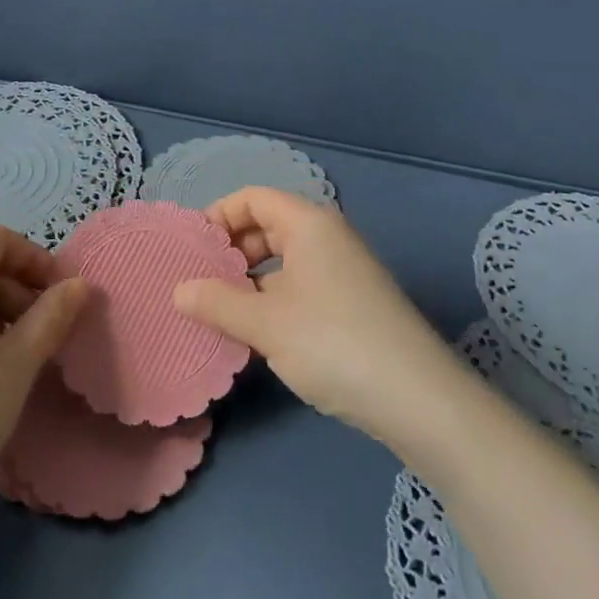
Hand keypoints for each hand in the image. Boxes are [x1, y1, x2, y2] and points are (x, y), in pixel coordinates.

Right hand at [174, 187, 456, 443]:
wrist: (420, 400)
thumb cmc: (334, 343)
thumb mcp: (266, 323)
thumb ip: (217, 302)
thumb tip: (178, 290)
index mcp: (309, 224)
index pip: (252, 197)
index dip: (218, 216)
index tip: (191, 250)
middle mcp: (328, 238)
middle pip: (267, 225)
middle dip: (231, 250)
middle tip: (199, 282)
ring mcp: (343, 272)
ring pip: (283, 261)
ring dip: (249, 280)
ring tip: (219, 311)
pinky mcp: (352, 305)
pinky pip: (300, 286)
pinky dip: (273, 300)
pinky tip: (255, 334)